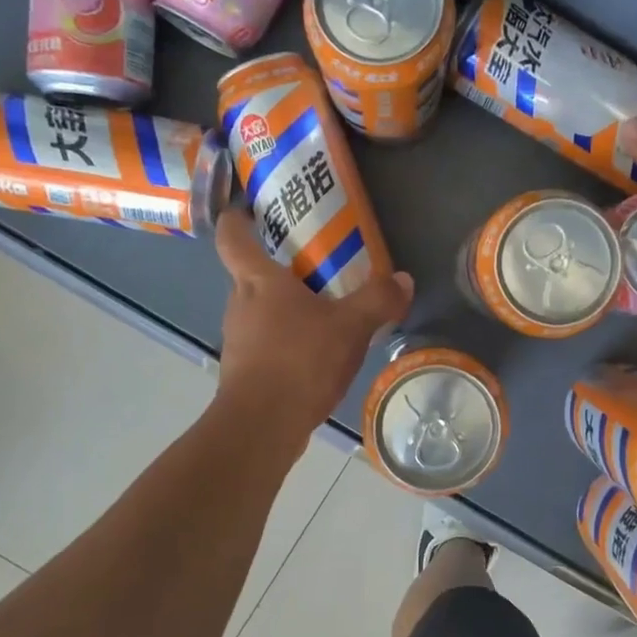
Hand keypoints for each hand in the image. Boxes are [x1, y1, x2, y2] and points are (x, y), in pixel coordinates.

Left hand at [213, 208, 413, 444]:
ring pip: (261, 311)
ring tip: (325, 312)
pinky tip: (317, 354)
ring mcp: (238, 339)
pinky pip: (266, 342)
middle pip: (251, 274)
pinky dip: (288, 341)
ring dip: (287, 308)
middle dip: (281, 268)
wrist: (262, 426)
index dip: (239, 218)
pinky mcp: (244, 371)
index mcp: (257, 280)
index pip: (233, 235)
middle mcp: (239, 304)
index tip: (253, 209)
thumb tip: (403, 279)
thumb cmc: (299, 361)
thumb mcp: (350, 327)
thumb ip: (378, 300)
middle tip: (317, 265)